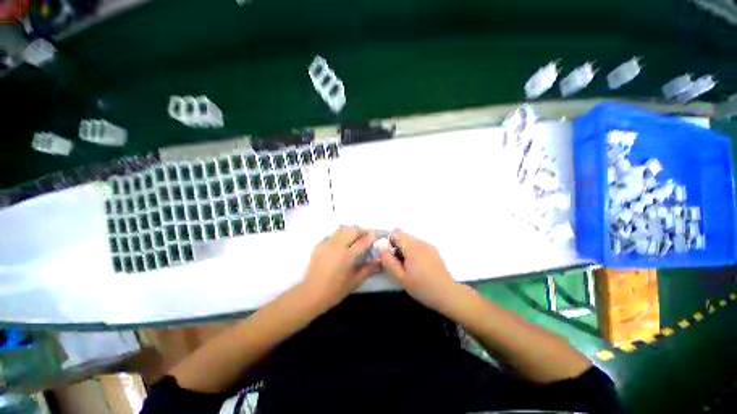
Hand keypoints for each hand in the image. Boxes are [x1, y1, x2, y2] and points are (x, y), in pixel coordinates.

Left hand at [302, 226, 381, 309]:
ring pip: (342, 230)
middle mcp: (337, 246)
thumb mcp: (355, 281)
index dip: (371, 236)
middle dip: (362, 231)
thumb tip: (381, 261)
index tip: (377, 235)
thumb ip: (369, 269)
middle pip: (352, 230)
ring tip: (355, 237)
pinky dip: (340, 235)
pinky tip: (342, 242)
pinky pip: (333, 235)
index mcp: (347, 256)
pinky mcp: (319, 245)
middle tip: (367, 236)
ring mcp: (327, 244)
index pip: (363, 241)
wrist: (312, 294)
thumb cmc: (335, 290)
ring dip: (351, 231)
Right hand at [379, 229, 459, 311]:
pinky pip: (418, 245)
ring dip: (405, 249)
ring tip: (408, 266)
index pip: (396, 234)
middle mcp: (421, 242)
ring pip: (411, 240)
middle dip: (397, 246)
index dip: (389, 242)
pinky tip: (417, 266)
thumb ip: (389, 262)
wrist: (447, 294)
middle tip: (398, 263)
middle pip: (403, 236)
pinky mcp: (433, 250)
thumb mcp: (402, 278)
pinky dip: (413, 251)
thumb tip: (381, 249)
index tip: (390, 256)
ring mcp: (429, 245)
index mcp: (412, 247)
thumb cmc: (422, 287)